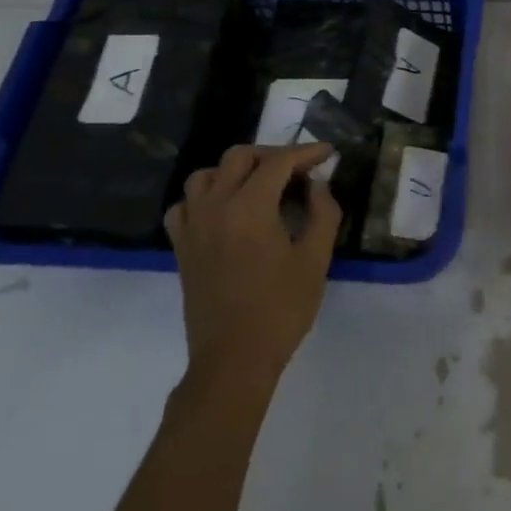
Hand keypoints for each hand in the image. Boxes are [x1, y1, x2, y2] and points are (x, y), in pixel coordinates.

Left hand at [165, 143, 341, 376]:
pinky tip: (223, 210)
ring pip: (206, 175)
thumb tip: (317, 185)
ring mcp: (193, 226)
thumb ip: (322, 214)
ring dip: (235, 170)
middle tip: (299, 170)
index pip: (278, 163)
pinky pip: (185, 205)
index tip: (328, 152)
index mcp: (250, 207)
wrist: (234, 358)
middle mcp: (215, 206)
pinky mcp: (182, 247)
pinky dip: (205, 197)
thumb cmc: (282, 309)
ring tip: (260, 185)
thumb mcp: (315, 260)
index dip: (306, 152)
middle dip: (272, 155)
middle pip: (239, 158)